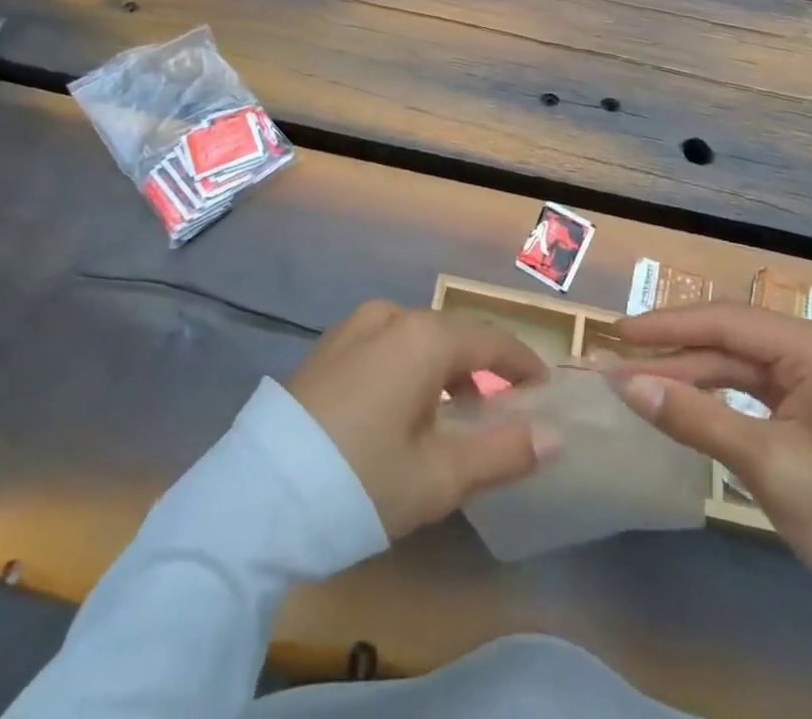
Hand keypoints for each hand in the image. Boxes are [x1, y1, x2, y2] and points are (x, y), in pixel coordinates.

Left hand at [287, 301, 558, 540]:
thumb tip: (553, 436)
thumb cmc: (360, 482)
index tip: (544, 389)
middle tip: (500, 410)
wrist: (258, 494)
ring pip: (416, 340)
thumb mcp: (439, 477)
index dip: (523, 364)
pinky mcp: (327, 347)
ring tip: (452, 416)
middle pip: (452, 336)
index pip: (491, 341)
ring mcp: (353, 327)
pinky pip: (385, 346)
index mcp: (423, 337)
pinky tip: (402, 410)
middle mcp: (390, 316)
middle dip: (482, 369)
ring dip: (443, 370)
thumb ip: (502, 451)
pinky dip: (408, 369)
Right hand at [613, 304, 811, 619]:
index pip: (725, 320)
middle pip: (729, 340)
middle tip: (619, 363)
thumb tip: (627, 384)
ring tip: (640, 384)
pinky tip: (684, 405)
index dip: (666, 325)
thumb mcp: (768, 465)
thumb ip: (694, 418)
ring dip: (691, 376)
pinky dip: (717, 399)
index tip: (617, 333)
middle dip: (674, 353)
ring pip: (738, 366)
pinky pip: (754, 392)